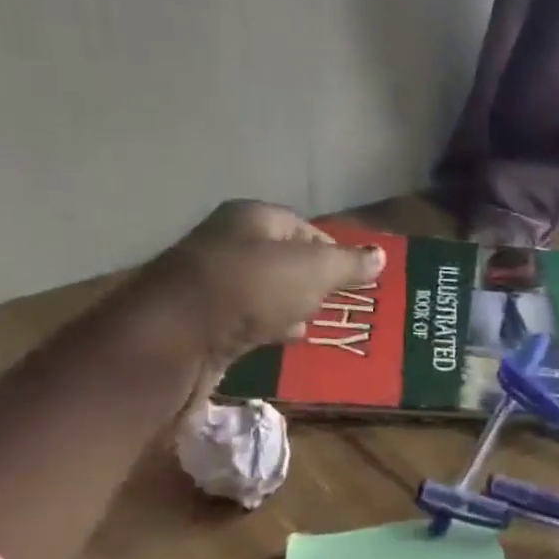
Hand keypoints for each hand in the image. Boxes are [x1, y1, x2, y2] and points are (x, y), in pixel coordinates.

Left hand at [143, 200, 384, 370]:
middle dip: (312, 281)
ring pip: (265, 291)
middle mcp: (227, 242)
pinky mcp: (201, 319)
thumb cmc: (253, 289)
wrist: (176, 339)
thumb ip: (349, 264)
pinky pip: (246, 318)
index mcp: (252, 217)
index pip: (305, 227)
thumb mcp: (315, 271)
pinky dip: (267, 327)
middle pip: (284, 259)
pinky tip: (282, 340)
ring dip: (290, 307)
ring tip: (313, 324)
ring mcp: (210, 282)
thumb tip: (381, 256)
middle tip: (336, 303)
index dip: (334, 251)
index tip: (354, 278)